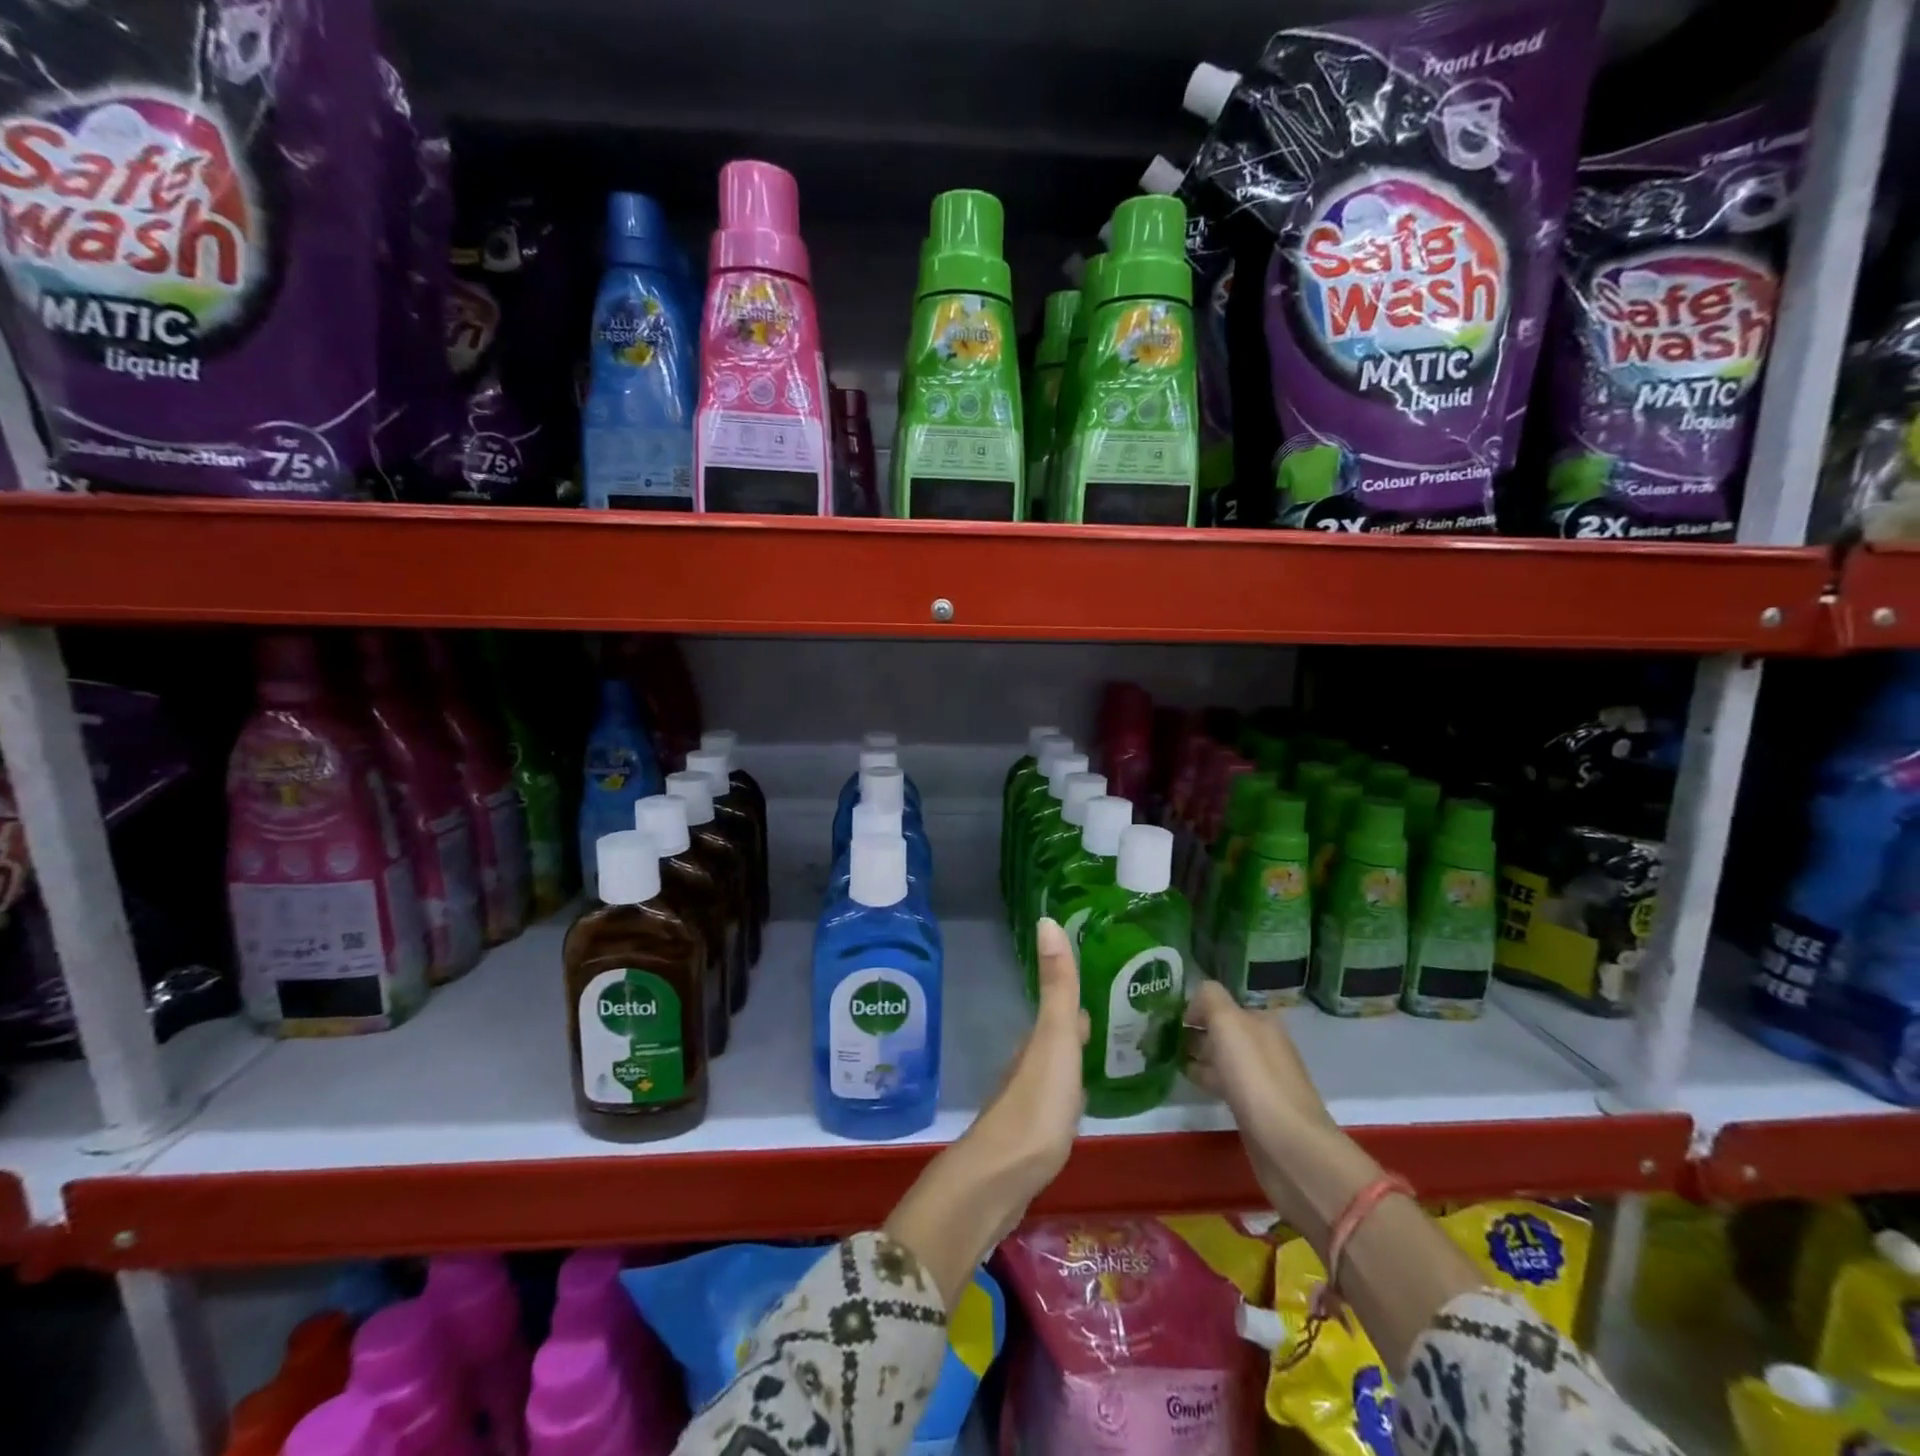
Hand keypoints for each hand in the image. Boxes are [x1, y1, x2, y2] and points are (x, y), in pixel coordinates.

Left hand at [968, 916, 1089, 1198]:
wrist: (1001, 1178)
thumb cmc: (1036, 1104)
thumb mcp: (1054, 1040)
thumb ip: (1057, 987)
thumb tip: (1046, 920)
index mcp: (1037, 1043)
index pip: (1059, 1011)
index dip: (1075, 1000)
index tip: (1099, 987)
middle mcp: (1028, 1066)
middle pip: (1055, 1040)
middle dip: (1076, 1029)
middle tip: (1107, 1022)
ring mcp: (1027, 1102)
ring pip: (1053, 1070)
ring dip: (1071, 1061)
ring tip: (1098, 1057)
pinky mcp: (1030, 1137)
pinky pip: (1053, 1104)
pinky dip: (1068, 1095)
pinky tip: (1077, 1107)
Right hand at [1185, 980, 1377, 1241]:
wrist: (1289, 1146)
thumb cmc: (1255, 1078)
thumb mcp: (1228, 1022)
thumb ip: (1209, 998)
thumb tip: (1195, 1003)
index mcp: (1262, 1021)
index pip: (1223, 1003)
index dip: (1196, 1007)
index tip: (1168, 1018)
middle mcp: (1266, 1045)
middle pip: (1224, 1030)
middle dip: (1195, 1031)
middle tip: (1161, 1037)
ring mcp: (1263, 1079)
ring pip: (1224, 1057)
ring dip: (1199, 1055)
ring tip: (1168, 1057)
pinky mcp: (1257, 1109)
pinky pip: (1226, 1083)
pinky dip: (1207, 1078)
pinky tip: (1191, 1082)